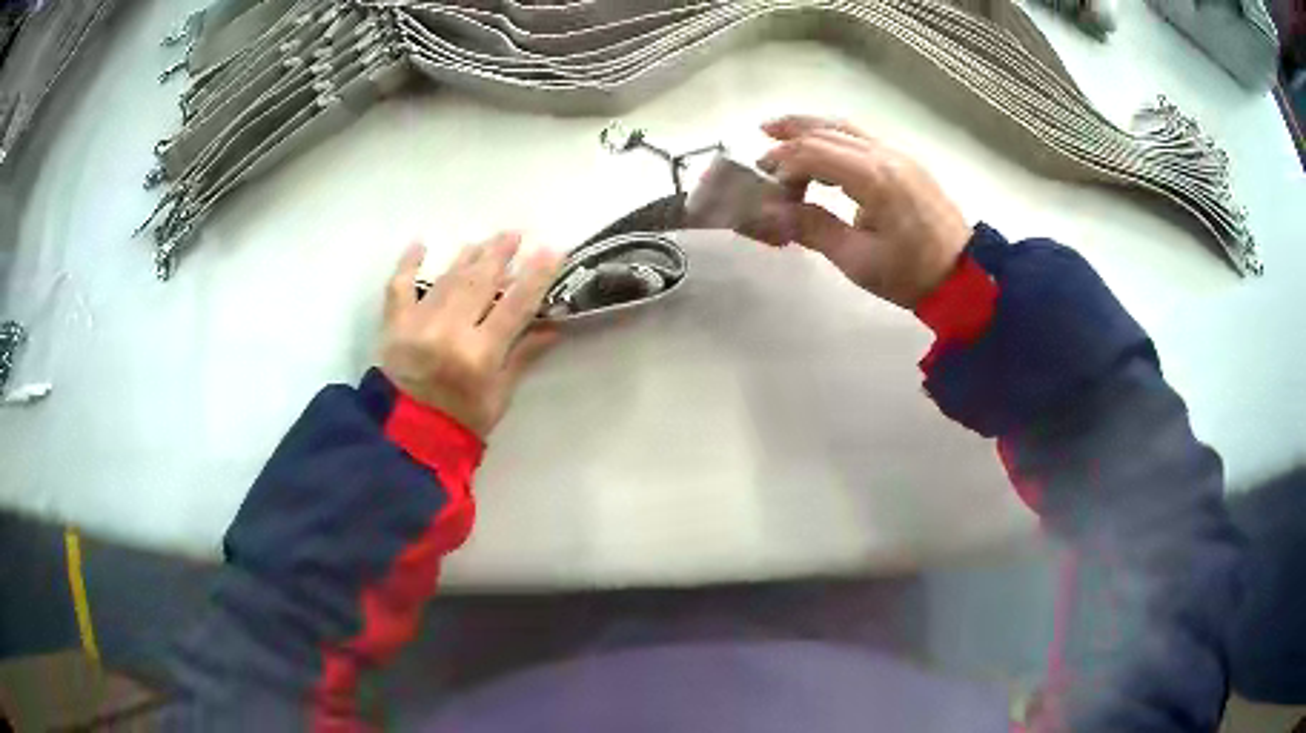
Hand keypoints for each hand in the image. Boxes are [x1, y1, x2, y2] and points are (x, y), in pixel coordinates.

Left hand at [381, 233, 562, 437]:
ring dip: (468, 256)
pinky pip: (399, 287)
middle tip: (515, 234)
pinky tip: (419, 245)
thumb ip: (522, 357)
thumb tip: (552, 326)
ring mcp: (418, 324)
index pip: (514, 306)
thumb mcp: (499, 396)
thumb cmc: (460, 424)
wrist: (405, 441)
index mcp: (479, 355)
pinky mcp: (393, 325)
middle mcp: (449, 332)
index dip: (535, 276)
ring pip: (447, 279)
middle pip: (480, 282)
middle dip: (500, 254)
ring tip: (484, 241)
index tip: (551, 250)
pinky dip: (407, 264)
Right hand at [755, 115, 971, 308]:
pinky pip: (861, 137)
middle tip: (761, 152)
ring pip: (845, 127)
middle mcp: (885, 155)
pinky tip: (820, 148)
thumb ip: (813, 229)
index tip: (766, 187)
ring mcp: (898, 154)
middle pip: (827, 131)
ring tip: (779, 132)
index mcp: (874, 178)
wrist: (964, 275)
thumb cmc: (911, 273)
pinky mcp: (905, 162)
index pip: (814, 152)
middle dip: (790, 138)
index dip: (783, 164)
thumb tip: (772, 212)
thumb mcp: (858, 260)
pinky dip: (833, 136)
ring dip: (810, 128)